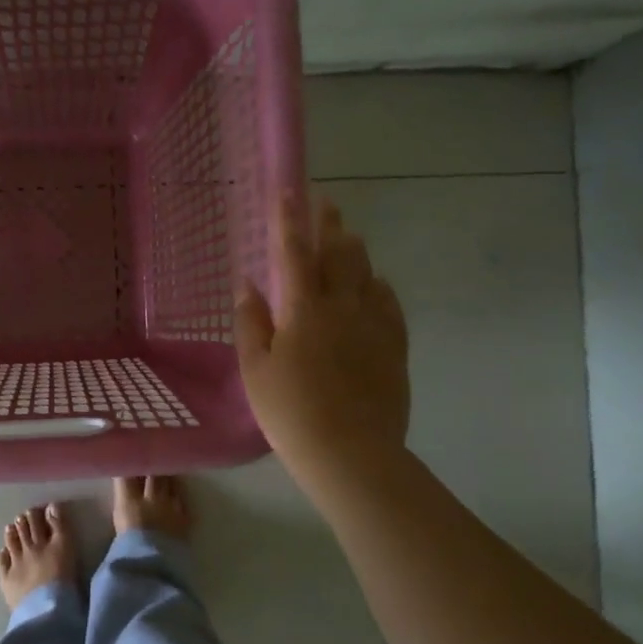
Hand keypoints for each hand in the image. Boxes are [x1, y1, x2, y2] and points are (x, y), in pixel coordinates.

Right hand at [235, 194, 409, 474]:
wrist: (351, 453)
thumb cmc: (291, 412)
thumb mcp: (256, 369)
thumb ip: (252, 322)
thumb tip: (248, 284)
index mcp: (304, 310)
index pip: (294, 253)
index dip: (289, 220)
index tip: (287, 191)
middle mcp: (343, 307)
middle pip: (339, 254)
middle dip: (330, 224)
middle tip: (326, 202)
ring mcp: (374, 326)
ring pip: (368, 274)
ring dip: (355, 250)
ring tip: (347, 237)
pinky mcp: (394, 348)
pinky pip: (389, 304)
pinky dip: (378, 286)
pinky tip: (375, 285)